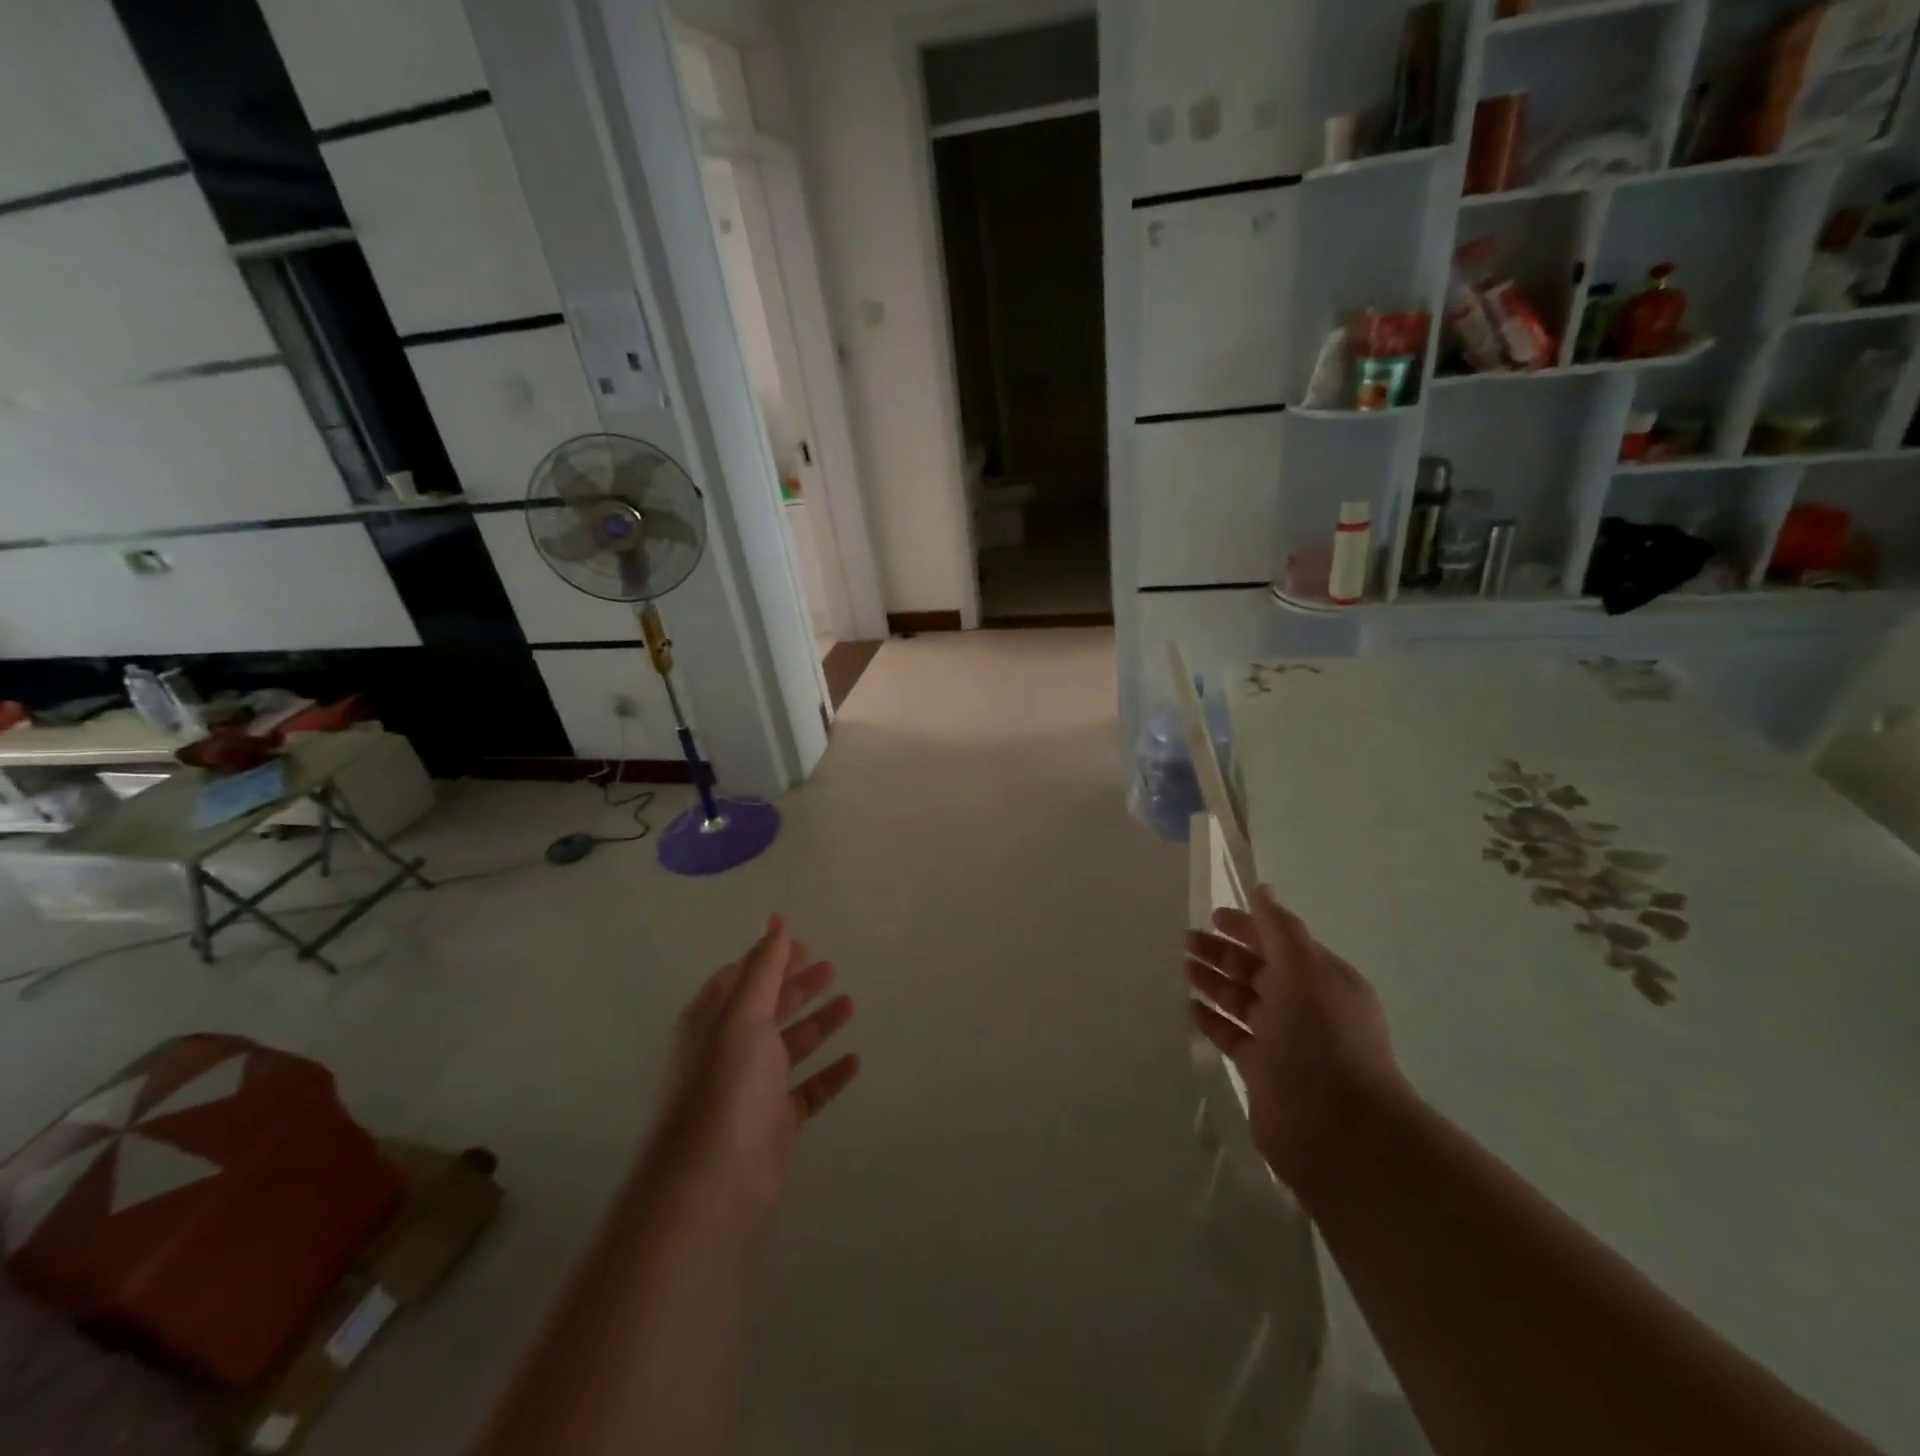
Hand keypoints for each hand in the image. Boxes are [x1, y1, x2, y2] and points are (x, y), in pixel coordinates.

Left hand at [645, 916, 859, 1216]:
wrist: (712, 1182)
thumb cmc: (726, 1083)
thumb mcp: (744, 1013)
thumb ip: (764, 966)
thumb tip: (776, 918)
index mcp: (712, 1020)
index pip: (742, 977)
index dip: (771, 958)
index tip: (805, 944)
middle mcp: (729, 1050)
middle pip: (768, 1008)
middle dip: (797, 986)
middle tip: (832, 968)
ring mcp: (752, 1089)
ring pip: (790, 1047)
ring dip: (817, 1024)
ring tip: (849, 1003)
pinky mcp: (774, 1124)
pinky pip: (807, 1091)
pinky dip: (829, 1074)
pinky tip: (854, 1060)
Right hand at [1185, 885, 1407, 1192]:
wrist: (1339, 1129)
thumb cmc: (1322, 1038)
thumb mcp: (1304, 969)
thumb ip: (1279, 928)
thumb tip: (1263, 890)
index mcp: (1322, 978)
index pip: (1279, 941)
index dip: (1247, 926)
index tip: (1212, 915)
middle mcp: (1305, 1006)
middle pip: (1257, 970)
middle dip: (1224, 952)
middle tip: (1186, 940)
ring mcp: (1285, 1041)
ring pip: (1242, 1001)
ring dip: (1214, 982)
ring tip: (1183, 968)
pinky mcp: (1264, 1072)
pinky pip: (1233, 1036)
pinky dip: (1212, 1020)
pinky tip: (1190, 1008)